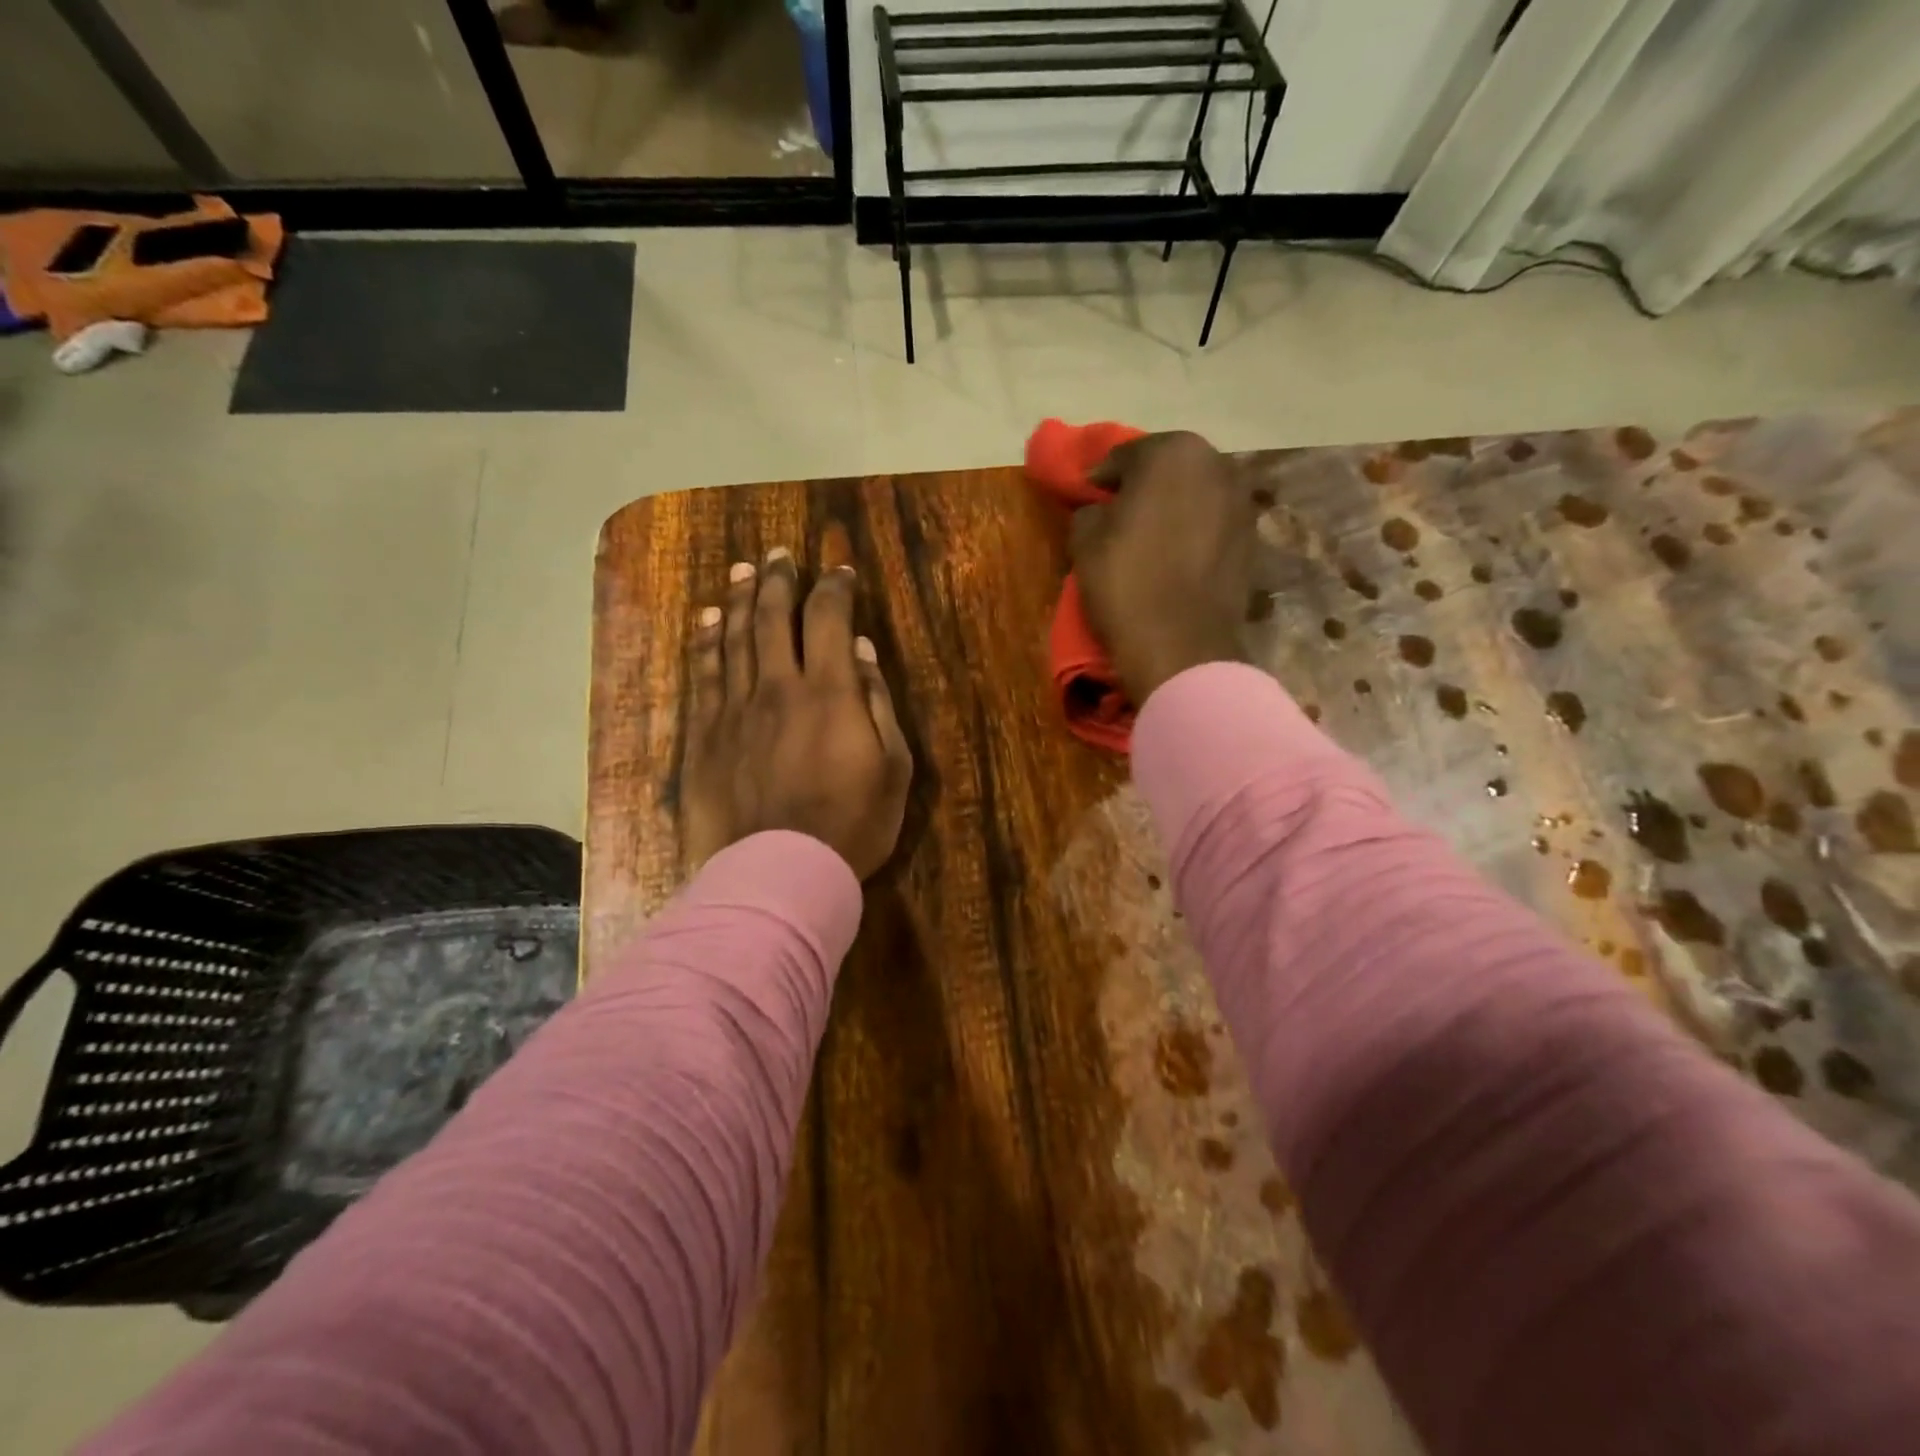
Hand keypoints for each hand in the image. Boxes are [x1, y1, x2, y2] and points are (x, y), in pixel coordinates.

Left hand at [682, 549, 912, 878]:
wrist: (781, 872)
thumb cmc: (852, 824)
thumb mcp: (893, 767)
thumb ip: (877, 702)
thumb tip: (862, 649)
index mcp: (830, 692)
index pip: (829, 618)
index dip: (835, 587)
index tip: (840, 570)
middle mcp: (779, 686)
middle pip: (775, 617)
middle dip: (779, 579)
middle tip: (779, 554)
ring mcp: (736, 709)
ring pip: (736, 637)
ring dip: (741, 598)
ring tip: (742, 569)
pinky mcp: (706, 735)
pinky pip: (704, 676)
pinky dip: (708, 642)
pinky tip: (710, 620)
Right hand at [1070, 431, 1256, 702]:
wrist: (1181, 645)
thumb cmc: (1126, 583)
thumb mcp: (1084, 541)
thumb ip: (1090, 510)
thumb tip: (1101, 510)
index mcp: (1174, 453)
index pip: (1126, 454)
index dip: (1102, 477)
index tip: (1088, 497)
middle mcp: (1217, 465)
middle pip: (1169, 468)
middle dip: (1144, 485)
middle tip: (1119, 513)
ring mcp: (1242, 502)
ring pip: (1195, 494)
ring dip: (1173, 507)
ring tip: (1150, 536)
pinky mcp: (1253, 540)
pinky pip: (1213, 524)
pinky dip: (1194, 531)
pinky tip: (1176, 556)